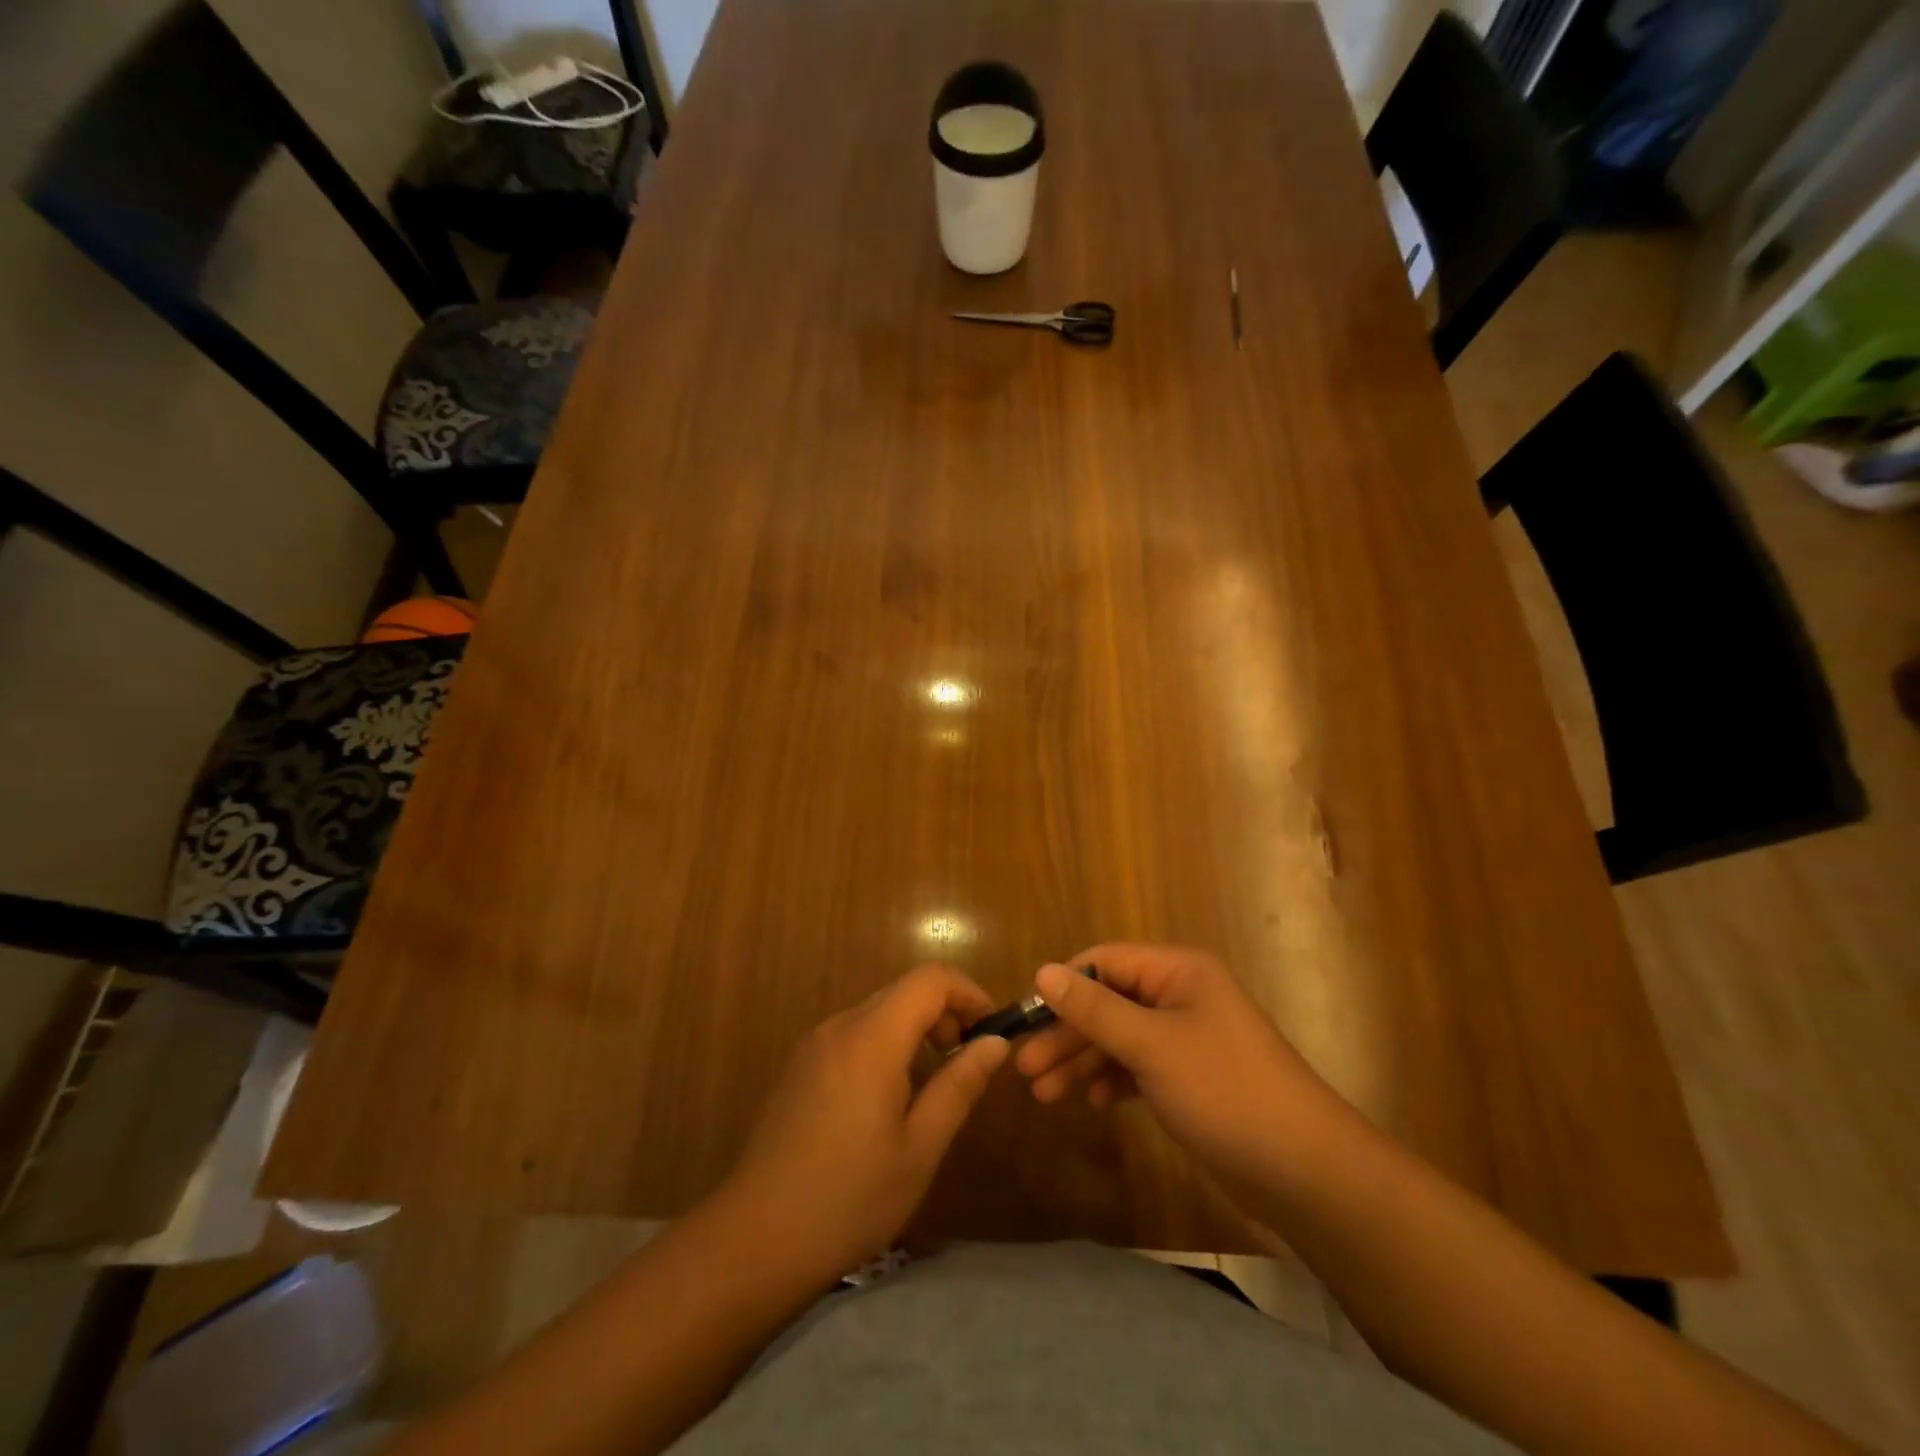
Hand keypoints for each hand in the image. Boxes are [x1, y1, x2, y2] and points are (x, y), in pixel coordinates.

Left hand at [719, 964, 1009, 1279]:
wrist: (755, 1240)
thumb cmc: (849, 1198)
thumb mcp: (920, 1148)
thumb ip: (960, 1085)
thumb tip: (996, 1042)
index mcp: (872, 1038)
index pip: (930, 979)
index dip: (968, 992)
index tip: (991, 1030)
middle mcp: (841, 1026)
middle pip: (904, 991)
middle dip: (945, 1013)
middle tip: (967, 1063)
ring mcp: (815, 1044)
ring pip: (879, 1011)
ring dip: (916, 1030)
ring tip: (933, 1086)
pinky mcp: (800, 1065)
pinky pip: (855, 1033)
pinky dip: (887, 1044)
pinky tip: (889, 1099)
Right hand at [1015, 944, 1337, 1188]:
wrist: (1304, 1171)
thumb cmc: (1224, 1090)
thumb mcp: (1151, 1045)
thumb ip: (1094, 1009)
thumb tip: (1041, 971)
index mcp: (1177, 971)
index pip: (1104, 961)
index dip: (1063, 986)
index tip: (1026, 1020)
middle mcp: (1180, 996)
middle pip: (1108, 1003)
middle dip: (1067, 1034)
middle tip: (1024, 1069)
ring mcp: (1186, 1039)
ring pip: (1119, 1039)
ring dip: (1082, 1062)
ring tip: (1043, 1094)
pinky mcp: (1189, 1079)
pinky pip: (1138, 1068)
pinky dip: (1112, 1081)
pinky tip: (1093, 1103)